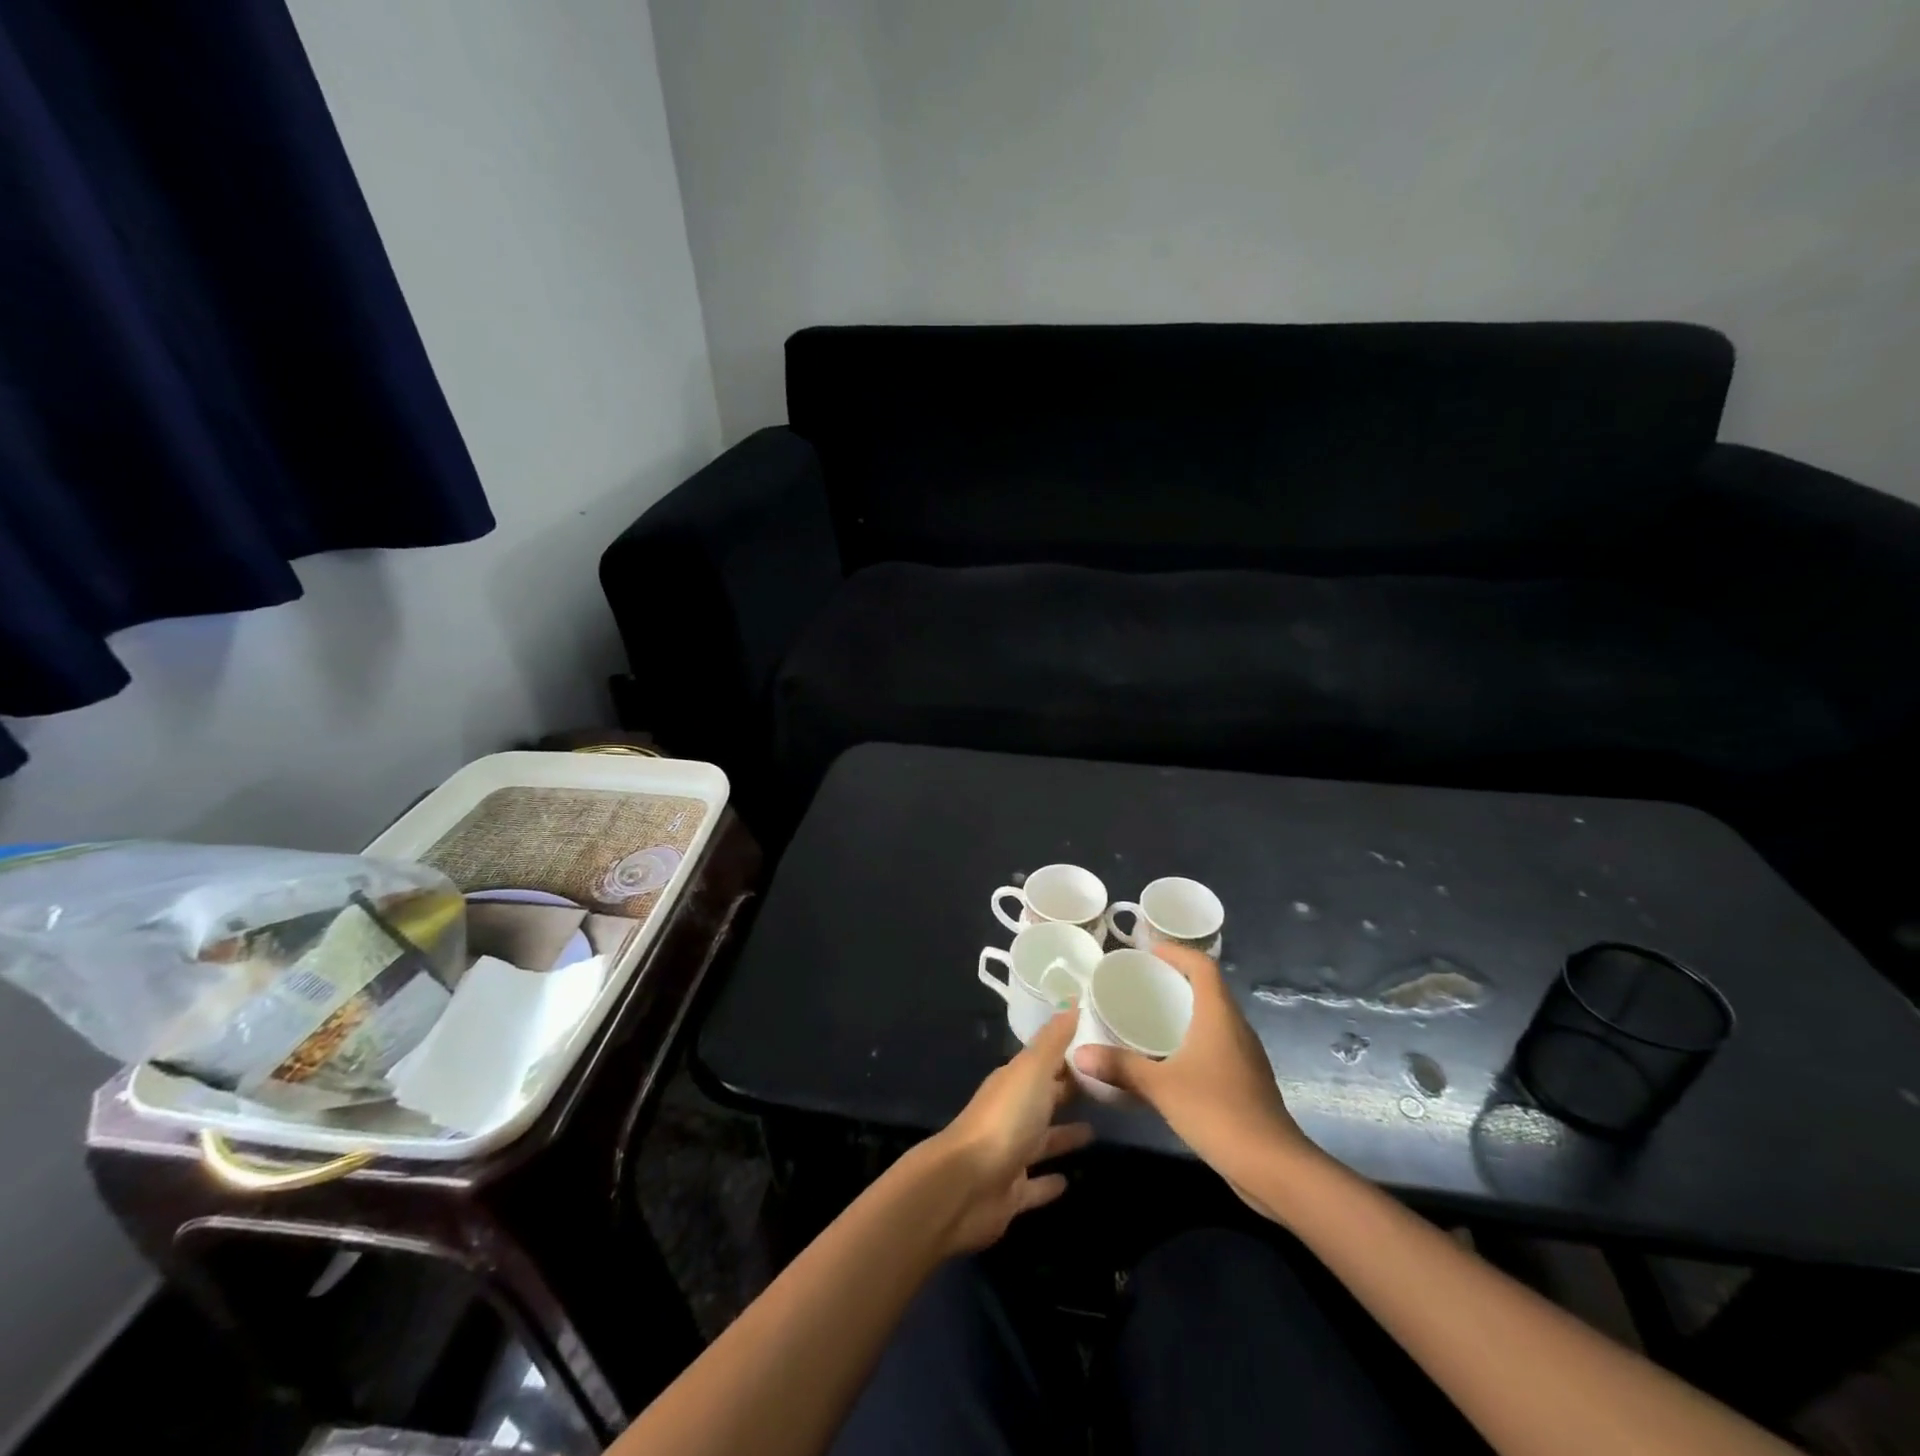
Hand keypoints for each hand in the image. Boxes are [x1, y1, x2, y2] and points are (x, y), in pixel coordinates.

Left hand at [926, 1010, 1092, 1252]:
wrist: (967, 1184)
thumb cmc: (1005, 1119)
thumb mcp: (1032, 1070)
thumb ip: (1053, 1039)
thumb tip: (1071, 998)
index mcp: (1014, 1082)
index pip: (1045, 1063)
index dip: (1069, 1056)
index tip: (1099, 1049)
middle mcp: (1011, 1114)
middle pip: (1043, 1099)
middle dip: (1068, 1092)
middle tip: (1105, 1089)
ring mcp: (1010, 1154)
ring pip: (1042, 1140)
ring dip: (1064, 1135)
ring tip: (1096, 1131)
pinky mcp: (1012, 1192)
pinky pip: (1035, 1184)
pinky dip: (1050, 1182)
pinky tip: (1070, 1181)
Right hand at [1073, 944, 1316, 1201]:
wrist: (1273, 1167)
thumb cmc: (1217, 1111)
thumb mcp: (1161, 1087)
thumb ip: (1120, 1067)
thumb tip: (1078, 1054)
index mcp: (1219, 1015)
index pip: (1203, 966)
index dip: (1177, 953)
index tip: (1148, 952)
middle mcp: (1235, 1026)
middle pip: (1209, 988)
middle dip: (1177, 978)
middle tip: (1142, 981)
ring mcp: (1244, 1054)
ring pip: (1214, 1017)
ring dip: (1186, 1008)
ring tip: (1150, 1013)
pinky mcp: (1246, 1079)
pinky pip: (1217, 1042)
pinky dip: (1193, 1036)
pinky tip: (1170, 1056)